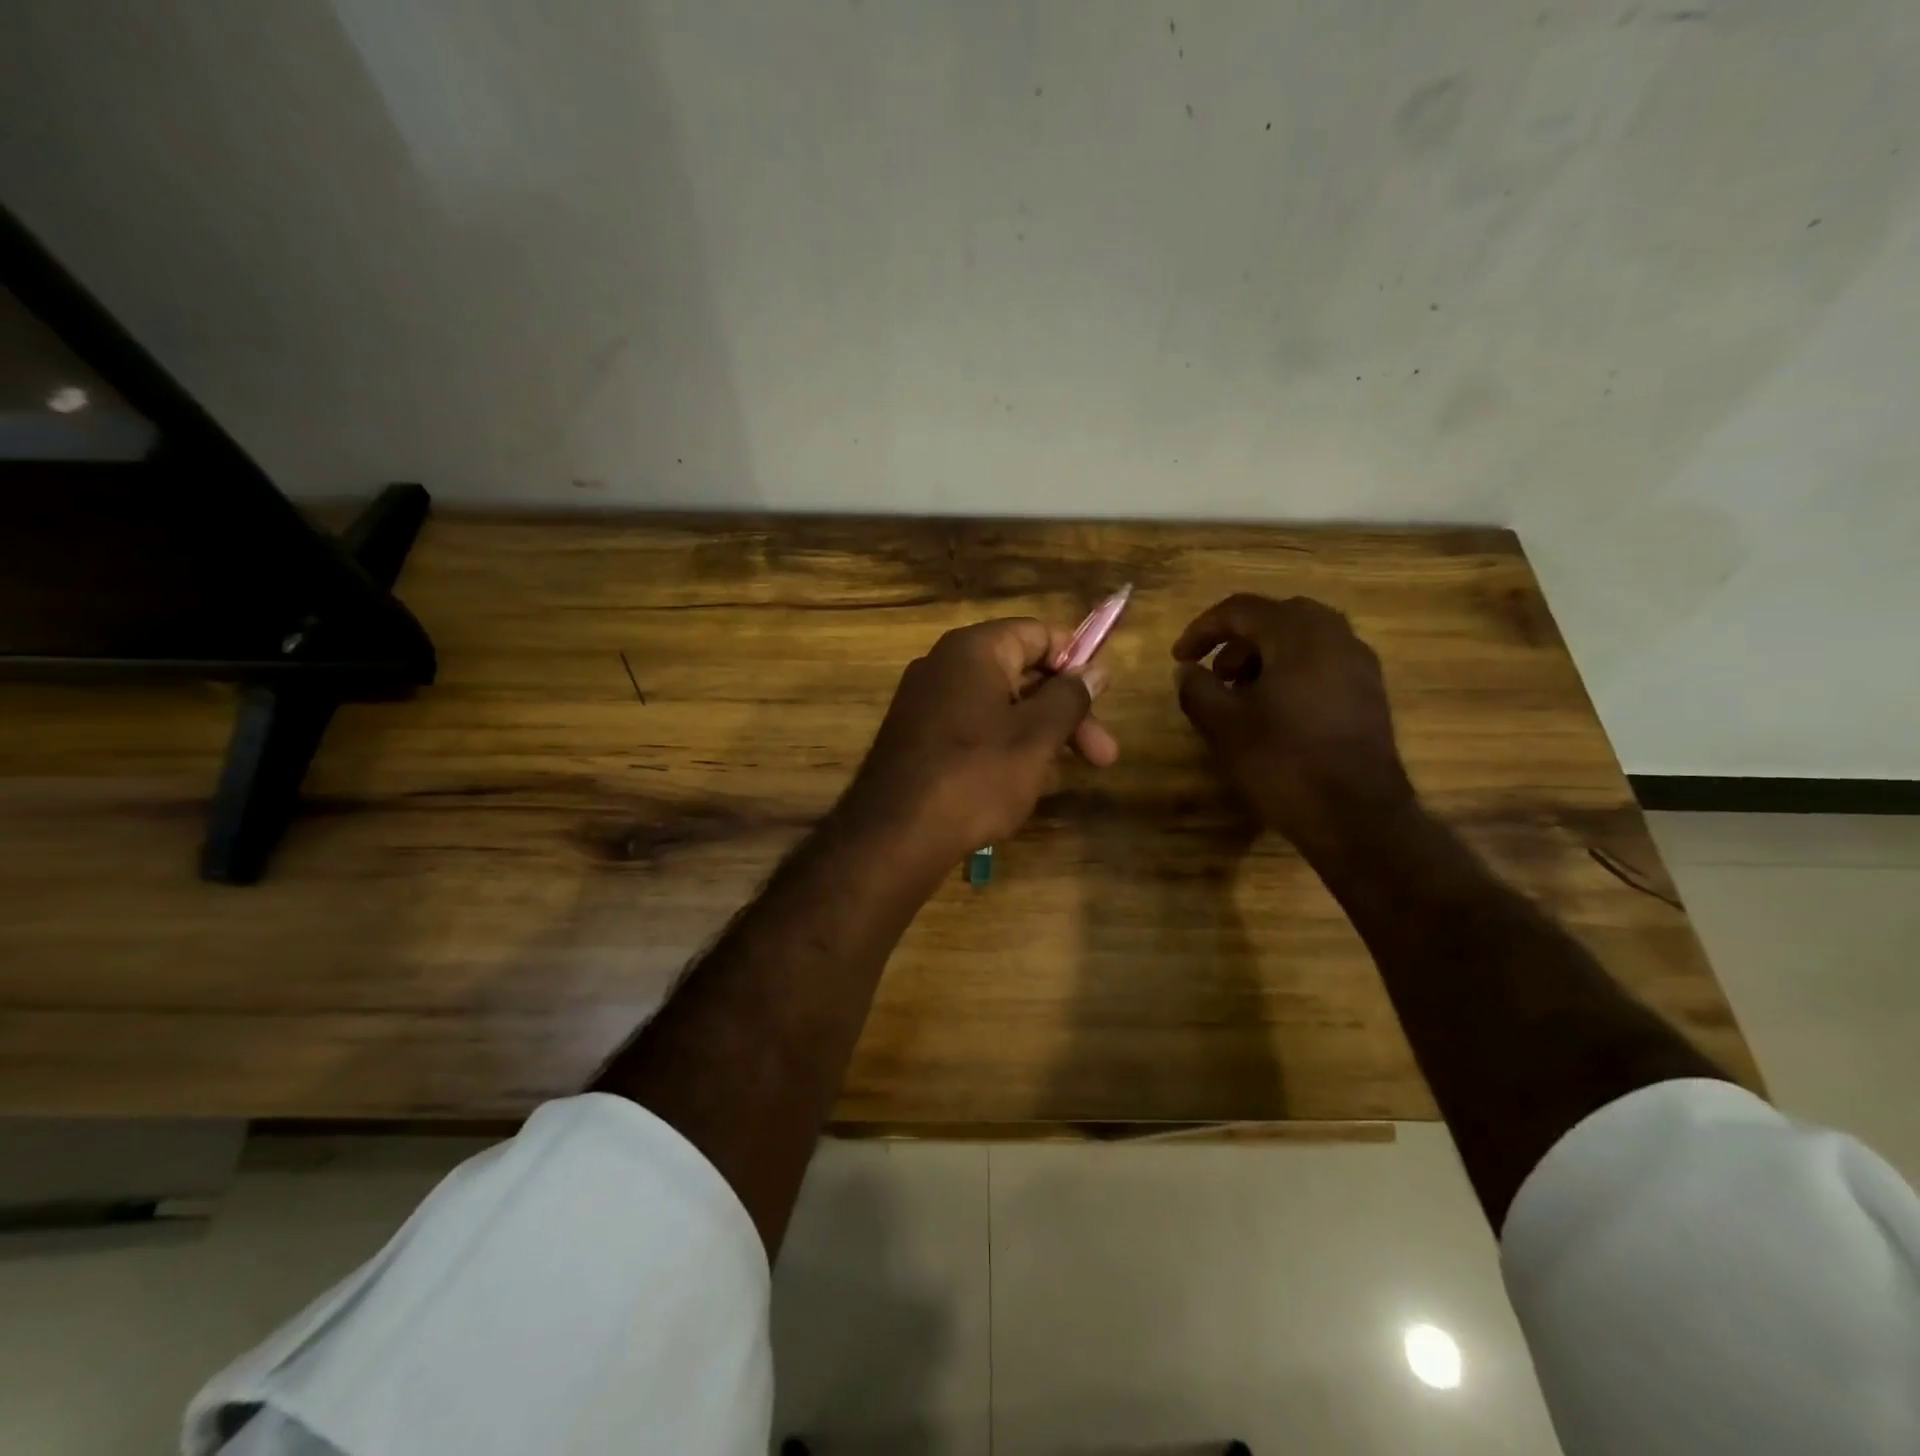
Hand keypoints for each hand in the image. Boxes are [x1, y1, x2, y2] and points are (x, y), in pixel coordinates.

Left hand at [843, 618, 1118, 866]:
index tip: (1103, 697)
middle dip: (1065, 712)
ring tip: (1060, 775)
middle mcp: (943, 665)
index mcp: (973, 650)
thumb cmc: (976, 775)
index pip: (1038, 633)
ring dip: (1038, 734)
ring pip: (998, 706)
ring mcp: (924, 703)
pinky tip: (1020, 783)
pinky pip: (972, 728)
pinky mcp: (916, 738)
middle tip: (1103, 755)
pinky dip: (1002, 747)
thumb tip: (1094, 670)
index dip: (1076, 661)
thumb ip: (1070, 697)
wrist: (896, 835)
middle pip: (1021, 672)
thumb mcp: (1037, 736)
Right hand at [1173, 594, 1412, 847]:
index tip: (1179, 658)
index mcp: (1298, 635)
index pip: (1241, 610)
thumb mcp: (1224, 726)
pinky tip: (1274, 710)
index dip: (1202, 629)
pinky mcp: (1369, 692)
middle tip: (1214, 672)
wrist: (1356, 816)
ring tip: (1239, 694)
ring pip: (1303, 639)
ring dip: (1265, 656)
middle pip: (1276, 617)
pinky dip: (1291, 671)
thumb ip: (1197, 688)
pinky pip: (1323, 662)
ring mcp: (1359, 664)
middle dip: (1238, 640)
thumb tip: (1187, 671)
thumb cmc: (1283, 763)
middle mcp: (1335, 636)